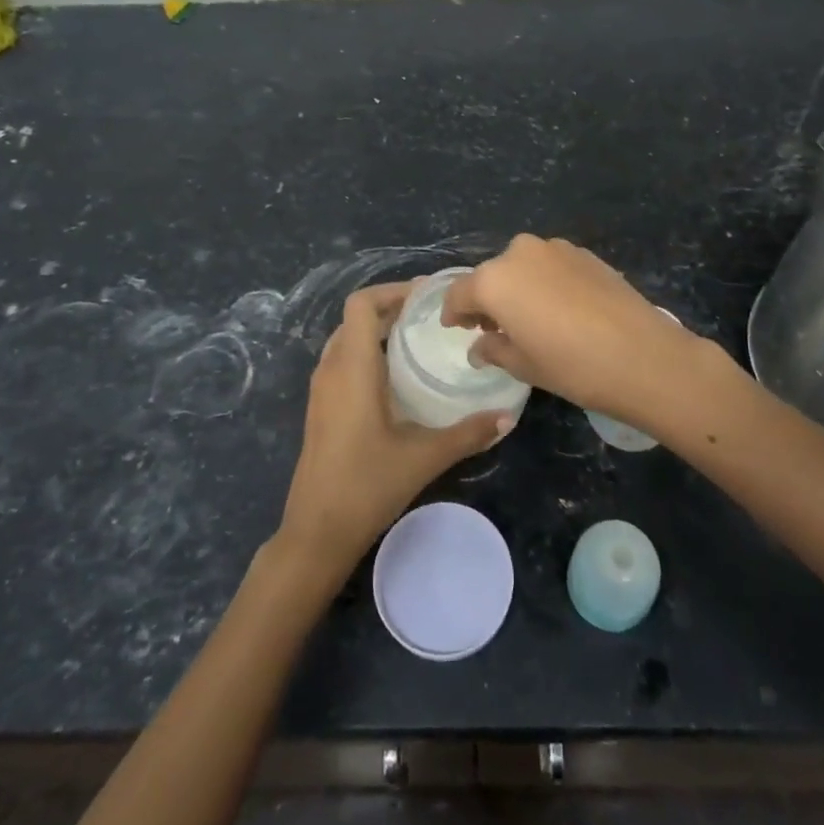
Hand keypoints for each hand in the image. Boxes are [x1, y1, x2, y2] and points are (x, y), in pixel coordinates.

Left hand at [276, 282, 513, 579]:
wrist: (315, 533)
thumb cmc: (366, 486)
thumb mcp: (423, 458)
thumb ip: (467, 434)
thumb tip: (508, 417)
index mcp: (351, 367)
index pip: (361, 304)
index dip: (392, 290)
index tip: (428, 296)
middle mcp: (331, 369)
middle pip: (355, 319)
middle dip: (391, 309)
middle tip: (432, 317)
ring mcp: (321, 390)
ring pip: (347, 341)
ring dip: (378, 332)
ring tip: (419, 342)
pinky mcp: (321, 409)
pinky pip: (343, 362)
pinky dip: (367, 354)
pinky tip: (398, 380)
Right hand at [441, 236, 714, 434]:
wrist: (643, 355)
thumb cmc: (571, 366)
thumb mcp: (523, 365)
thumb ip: (493, 348)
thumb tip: (480, 345)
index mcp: (494, 279)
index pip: (460, 293)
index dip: (454, 312)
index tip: (456, 328)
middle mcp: (519, 253)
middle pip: (492, 275)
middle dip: (488, 299)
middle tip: (494, 328)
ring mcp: (555, 248)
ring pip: (522, 266)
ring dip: (518, 287)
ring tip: (530, 318)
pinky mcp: (584, 253)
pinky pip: (551, 266)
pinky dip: (546, 282)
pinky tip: (561, 309)